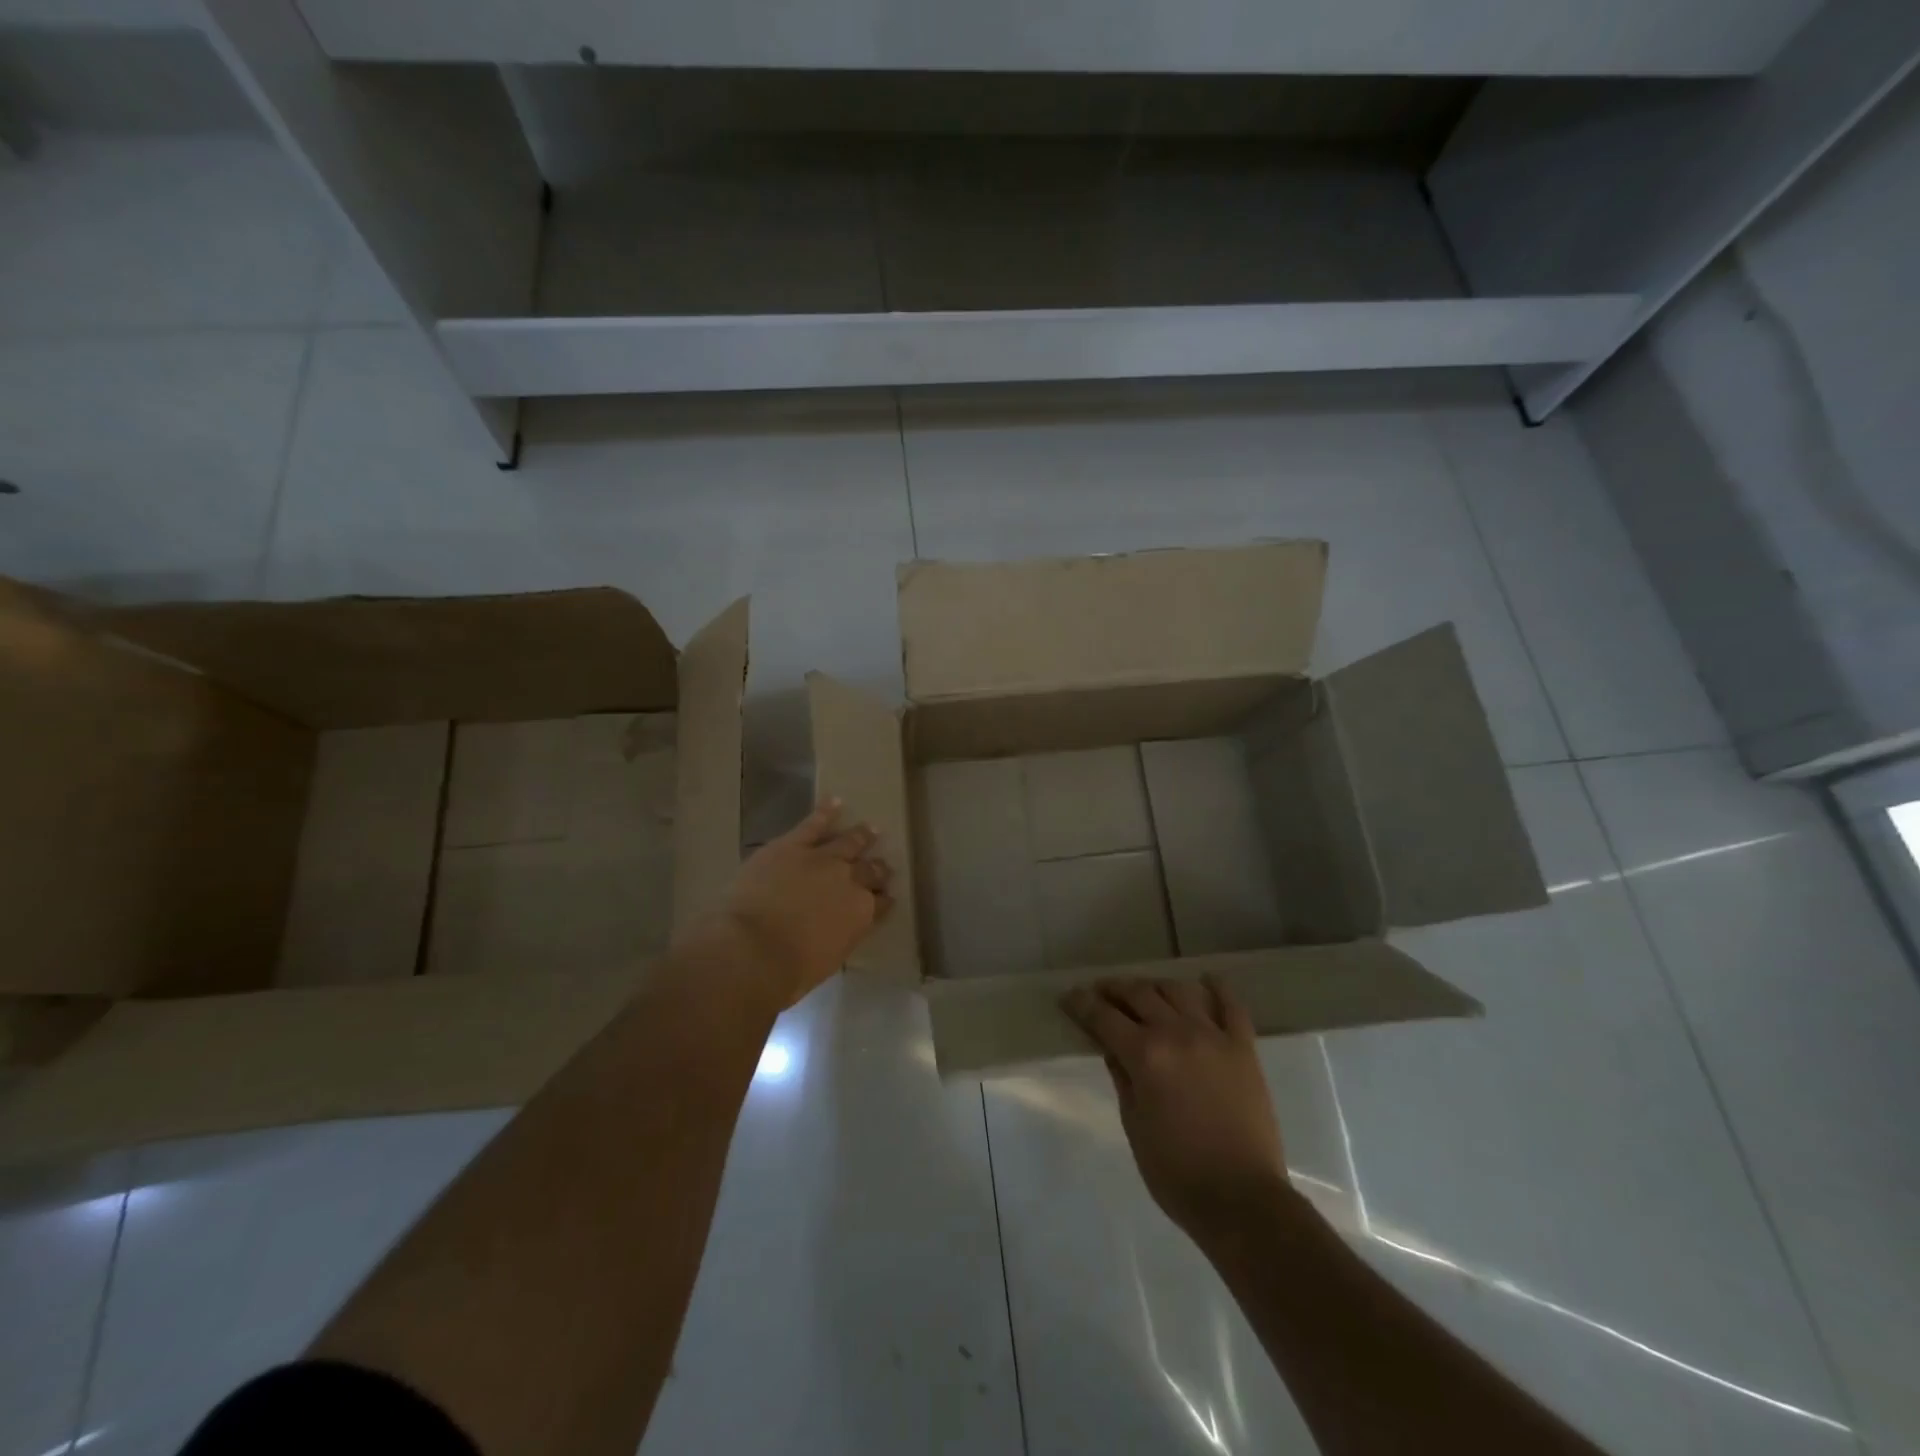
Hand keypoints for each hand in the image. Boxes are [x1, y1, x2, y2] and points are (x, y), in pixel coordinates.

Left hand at [711, 799, 891, 1007]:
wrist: (752, 948)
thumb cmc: (788, 971)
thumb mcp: (826, 960)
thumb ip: (838, 939)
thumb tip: (836, 932)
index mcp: (861, 915)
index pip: (881, 903)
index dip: (884, 899)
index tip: (887, 896)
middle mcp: (850, 882)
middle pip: (870, 871)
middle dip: (877, 868)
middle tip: (882, 865)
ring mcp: (822, 859)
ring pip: (849, 842)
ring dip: (861, 835)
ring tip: (871, 828)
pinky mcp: (793, 845)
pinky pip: (813, 823)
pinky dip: (826, 811)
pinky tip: (835, 801)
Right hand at [1064, 976, 1287, 1243]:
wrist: (1243, 1200)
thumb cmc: (1177, 1173)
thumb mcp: (1134, 1126)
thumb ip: (1122, 1078)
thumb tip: (1112, 1048)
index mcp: (1145, 1055)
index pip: (1103, 1017)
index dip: (1081, 1004)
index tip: (1069, 996)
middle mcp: (1177, 1034)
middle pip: (1139, 994)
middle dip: (1114, 988)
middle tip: (1100, 992)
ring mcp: (1214, 1037)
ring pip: (1179, 991)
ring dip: (1156, 986)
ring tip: (1145, 991)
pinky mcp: (1244, 1048)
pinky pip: (1231, 1006)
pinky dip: (1217, 989)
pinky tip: (1205, 982)